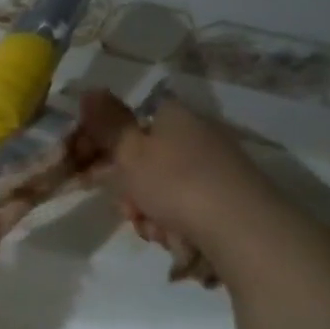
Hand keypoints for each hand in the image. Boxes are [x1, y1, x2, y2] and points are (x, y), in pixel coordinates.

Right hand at [78, 89, 287, 278]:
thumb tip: (88, 90)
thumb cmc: (177, 183)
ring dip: (149, 214)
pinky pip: (183, 211)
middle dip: (129, 192)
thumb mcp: (130, 151)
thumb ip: (107, 124)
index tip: (92, 172)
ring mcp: (212, 170)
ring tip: (157, 228)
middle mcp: (195, 137)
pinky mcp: (224, 200)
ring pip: (159, 192)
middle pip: (143, 164)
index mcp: (173, 117)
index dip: (107, 149)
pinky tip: (178, 238)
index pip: (131, 124)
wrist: (241, 229)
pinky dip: (174, 226)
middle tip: (130, 208)